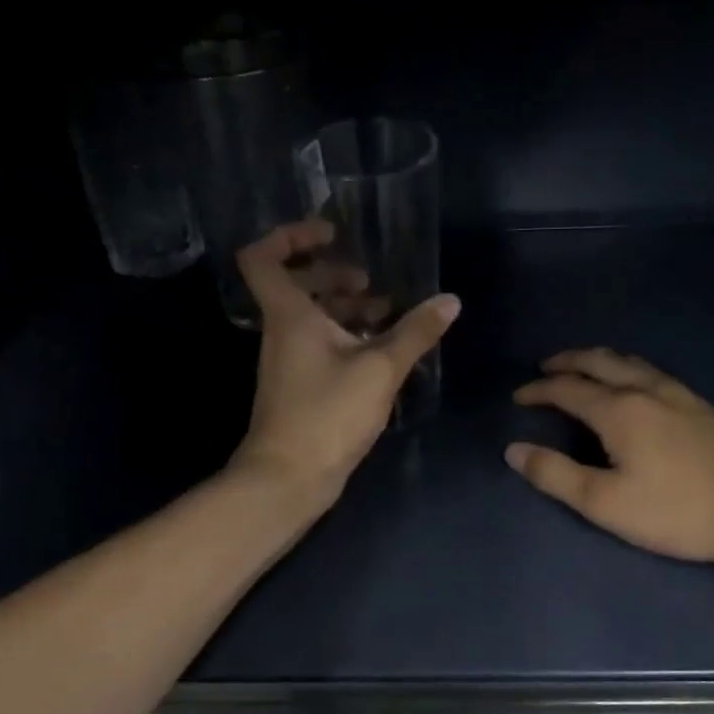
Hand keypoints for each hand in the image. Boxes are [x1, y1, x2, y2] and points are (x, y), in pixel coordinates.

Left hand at [231, 219, 459, 507]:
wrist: (289, 478)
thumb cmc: (327, 414)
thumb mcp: (380, 369)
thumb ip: (415, 333)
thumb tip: (450, 301)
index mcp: (289, 315)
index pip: (263, 257)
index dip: (290, 236)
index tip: (331, 234)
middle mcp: (282, 332)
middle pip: (295, 285)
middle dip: (331, 273)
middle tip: (369, 278)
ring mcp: (289, 361)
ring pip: (311, 318)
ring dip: (344, 308)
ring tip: (385, 310)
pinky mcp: (300, 387)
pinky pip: (320, 346)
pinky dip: (346, 337)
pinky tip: (381, 348)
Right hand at [506, 348, 713, 571]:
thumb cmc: (678, 511)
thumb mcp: (606, 503)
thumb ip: (556, 475)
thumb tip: (513, 450)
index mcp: (619, 410)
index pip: (567, 389)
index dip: (538, 390)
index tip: (518, 397)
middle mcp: (646, 390)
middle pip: (599, 361)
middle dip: (567, 361)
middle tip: (545, 367)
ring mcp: (678, 395)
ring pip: (629, 362)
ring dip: (598, 360)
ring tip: (583, 368)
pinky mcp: (701, 406)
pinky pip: (650, 371)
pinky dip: (625, 368)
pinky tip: (634, 385)